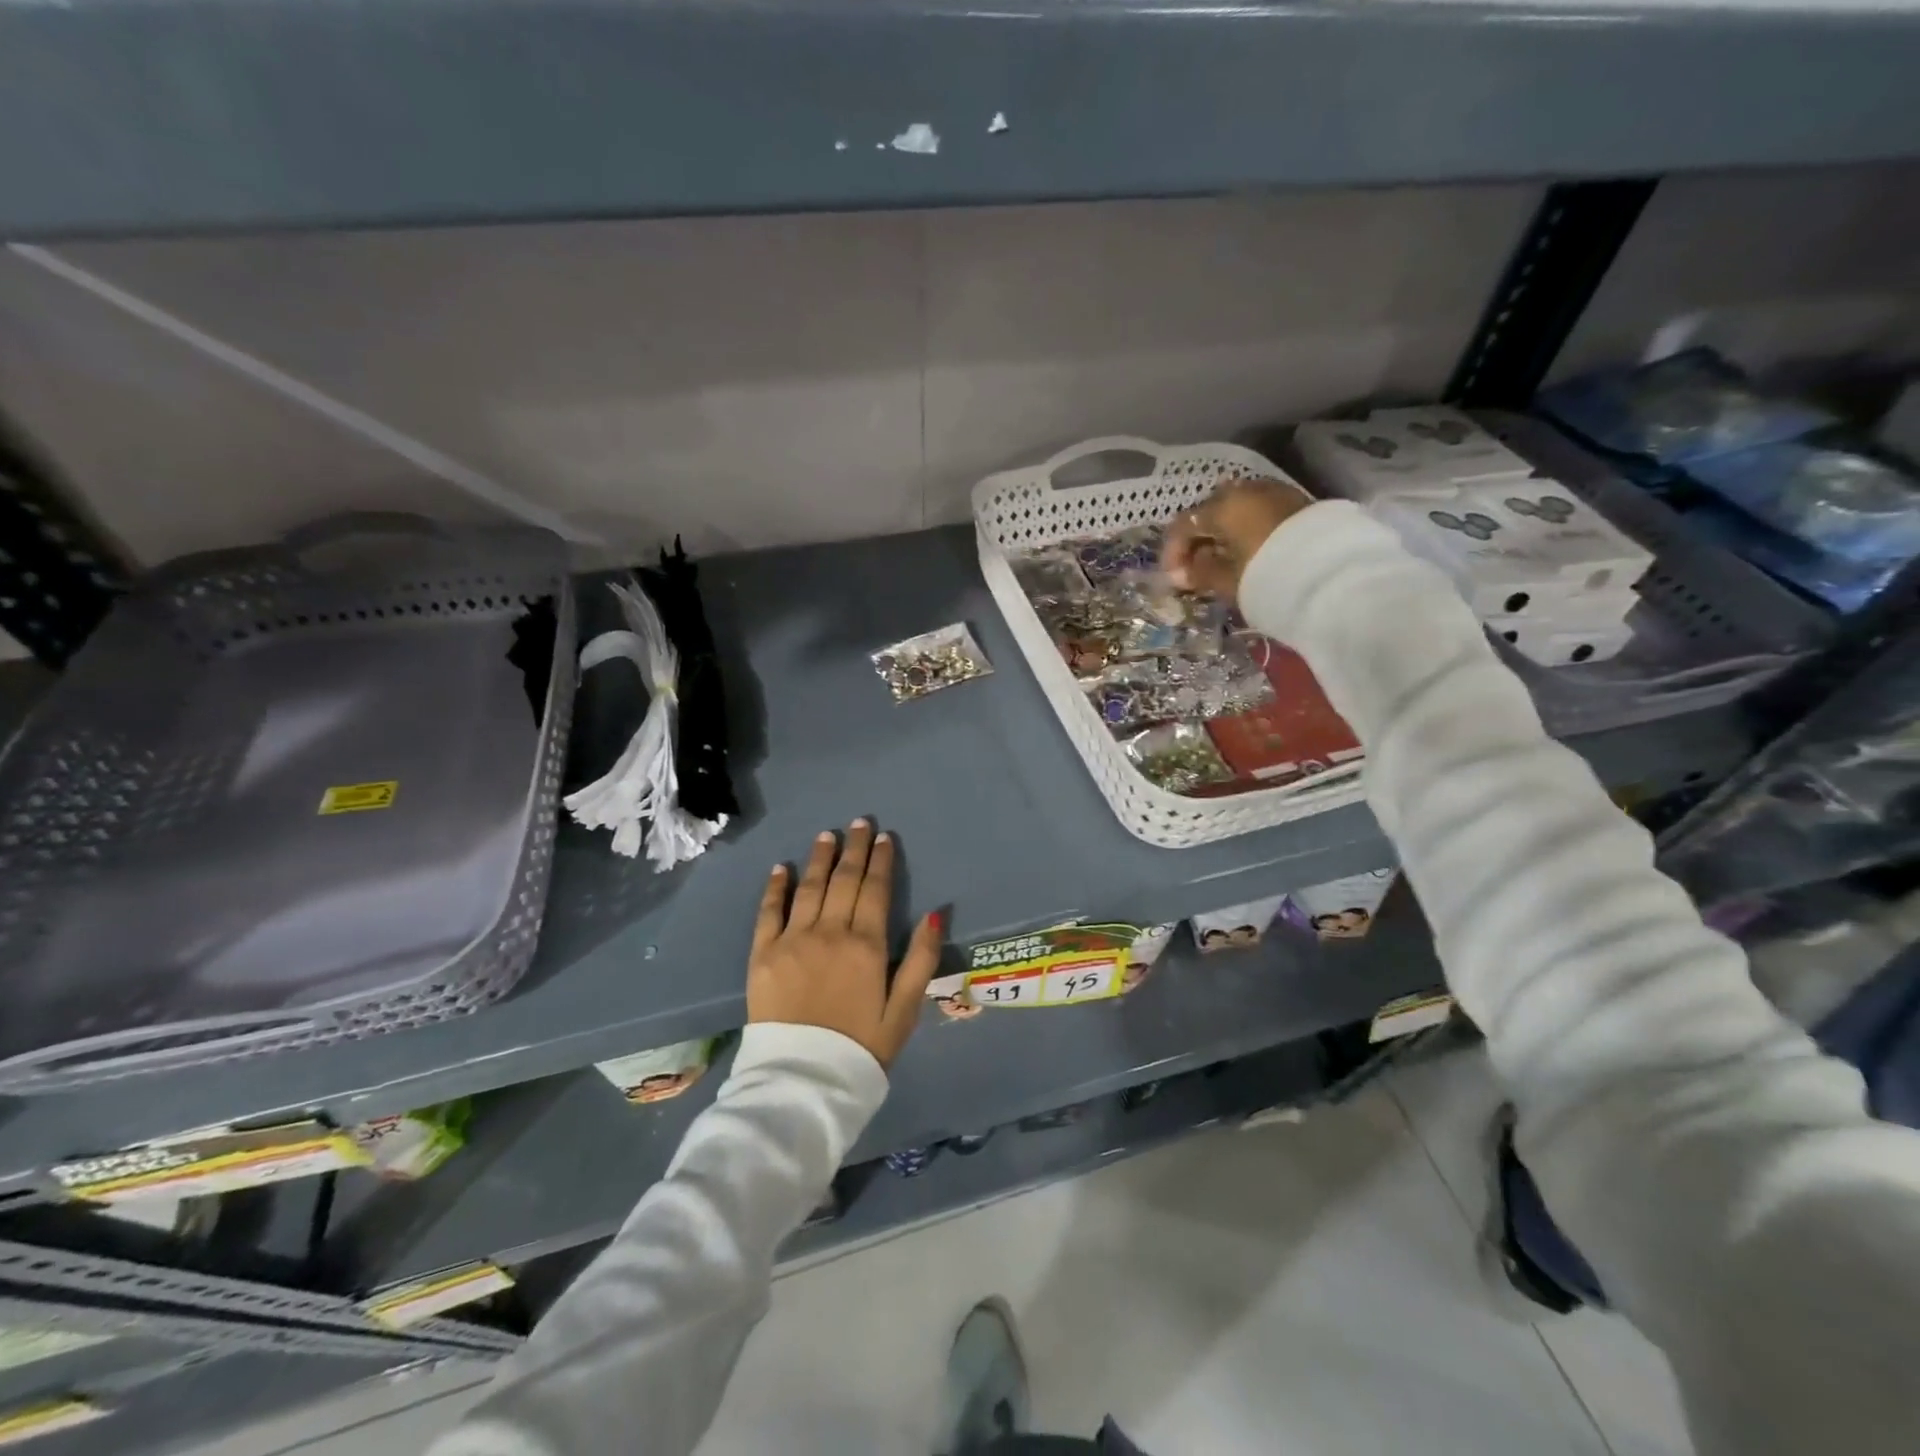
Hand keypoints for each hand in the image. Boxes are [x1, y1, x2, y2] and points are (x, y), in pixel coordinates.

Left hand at [748, 820, 942, 1068]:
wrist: (803, 1082)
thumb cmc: (862, 1047)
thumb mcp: (905, 1010)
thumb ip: (922, 960)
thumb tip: (936, 914)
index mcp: (866, 945)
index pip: (876, 890)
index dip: (881, 861)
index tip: (883, 837)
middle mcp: (830, 932)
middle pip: (844, 880)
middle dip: (854, 849)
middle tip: (858, 822)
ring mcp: (793, 940)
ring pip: (809, 888)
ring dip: (819, 858)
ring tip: (826, 834)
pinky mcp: (762, 954)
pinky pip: (769, 912)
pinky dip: (776, 887)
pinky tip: (782, 868)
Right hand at [1161, 476, 1313, 601]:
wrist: (1332, 575)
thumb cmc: (1266, 577)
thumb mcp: (1226, 581)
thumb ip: (1199, 573)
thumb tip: (1183, 571)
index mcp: (1222, 507)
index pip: (1183, 525)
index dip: (1173, 553)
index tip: (1174, 580)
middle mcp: (1246, 491)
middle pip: (1210, 512)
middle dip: (1199, 541)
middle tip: (1197, 571)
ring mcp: (1275, 493)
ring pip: (1238, 510)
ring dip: (1225, 534)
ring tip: (1224, 563)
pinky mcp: (1298, 503)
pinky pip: (1260, 514)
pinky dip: (1248, 531)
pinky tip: (1250, 553)